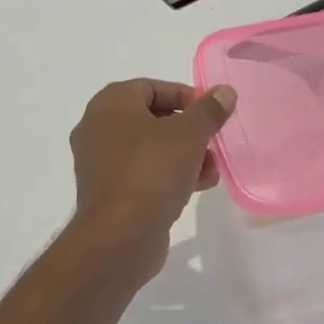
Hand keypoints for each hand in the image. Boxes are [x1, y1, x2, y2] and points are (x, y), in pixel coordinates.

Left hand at [69, 79, 235, 272]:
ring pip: (150, 149)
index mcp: (110, 105)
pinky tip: (197, 187)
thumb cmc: (151, 171)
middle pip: (152, 119)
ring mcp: (100, 164)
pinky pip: (143, 174)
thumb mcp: (189, 135)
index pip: (151, 87)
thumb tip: (225, 91)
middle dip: (188, 130)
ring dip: (184, 155)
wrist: (119, 237)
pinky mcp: (109, 193)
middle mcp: (98, 129)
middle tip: (213, 141)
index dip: (184, 96)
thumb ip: (209, 110)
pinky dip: (168, 175)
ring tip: (212, 170)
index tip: (210, 112)